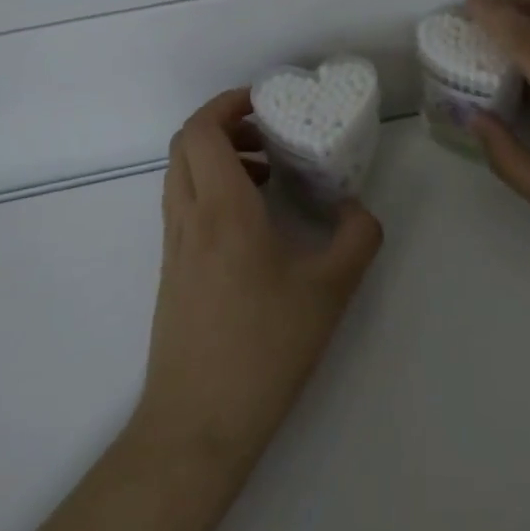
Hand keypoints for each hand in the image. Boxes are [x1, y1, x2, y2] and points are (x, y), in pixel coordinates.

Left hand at [135, 90, 384, 470]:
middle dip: (223, 123)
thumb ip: (356, 237)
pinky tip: (251, 218)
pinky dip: (210, 187)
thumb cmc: (264, 350)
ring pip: (181, 173)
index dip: (227, 103)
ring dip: (216, 156)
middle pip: (185, 143)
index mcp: (222, 209)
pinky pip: (183, 203)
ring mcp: (174, 245)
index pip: (201, 131)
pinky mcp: (171, 270)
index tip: (264, 102)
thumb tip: (357, 207)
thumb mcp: (330, 291)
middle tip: (267, 131)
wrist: (196, 428)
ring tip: (266, 171)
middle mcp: (189, 217)